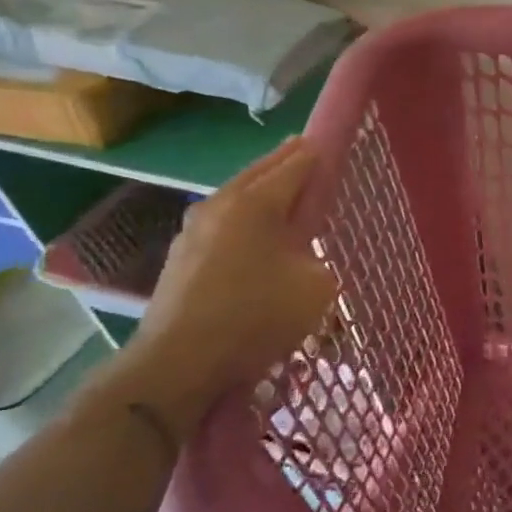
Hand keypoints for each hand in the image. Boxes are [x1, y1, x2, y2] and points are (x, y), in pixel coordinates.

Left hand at [98, 138, 336, 431]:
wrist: (178, 363)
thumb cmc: (256, 316)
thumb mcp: (316, 287)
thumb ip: (318, 258)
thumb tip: (302, 255)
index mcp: (256, 201)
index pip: (297, 164)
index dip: (319, 155)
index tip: (334, 148)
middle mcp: (220, 203)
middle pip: (261, 171)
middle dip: (287, 162)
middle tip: (309, 155)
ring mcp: (193, 229)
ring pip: (237, 196)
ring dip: (261, 190)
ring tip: (283, 195)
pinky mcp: (180, 256)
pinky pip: (221, 223)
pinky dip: (242, 218)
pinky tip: (252, 235)